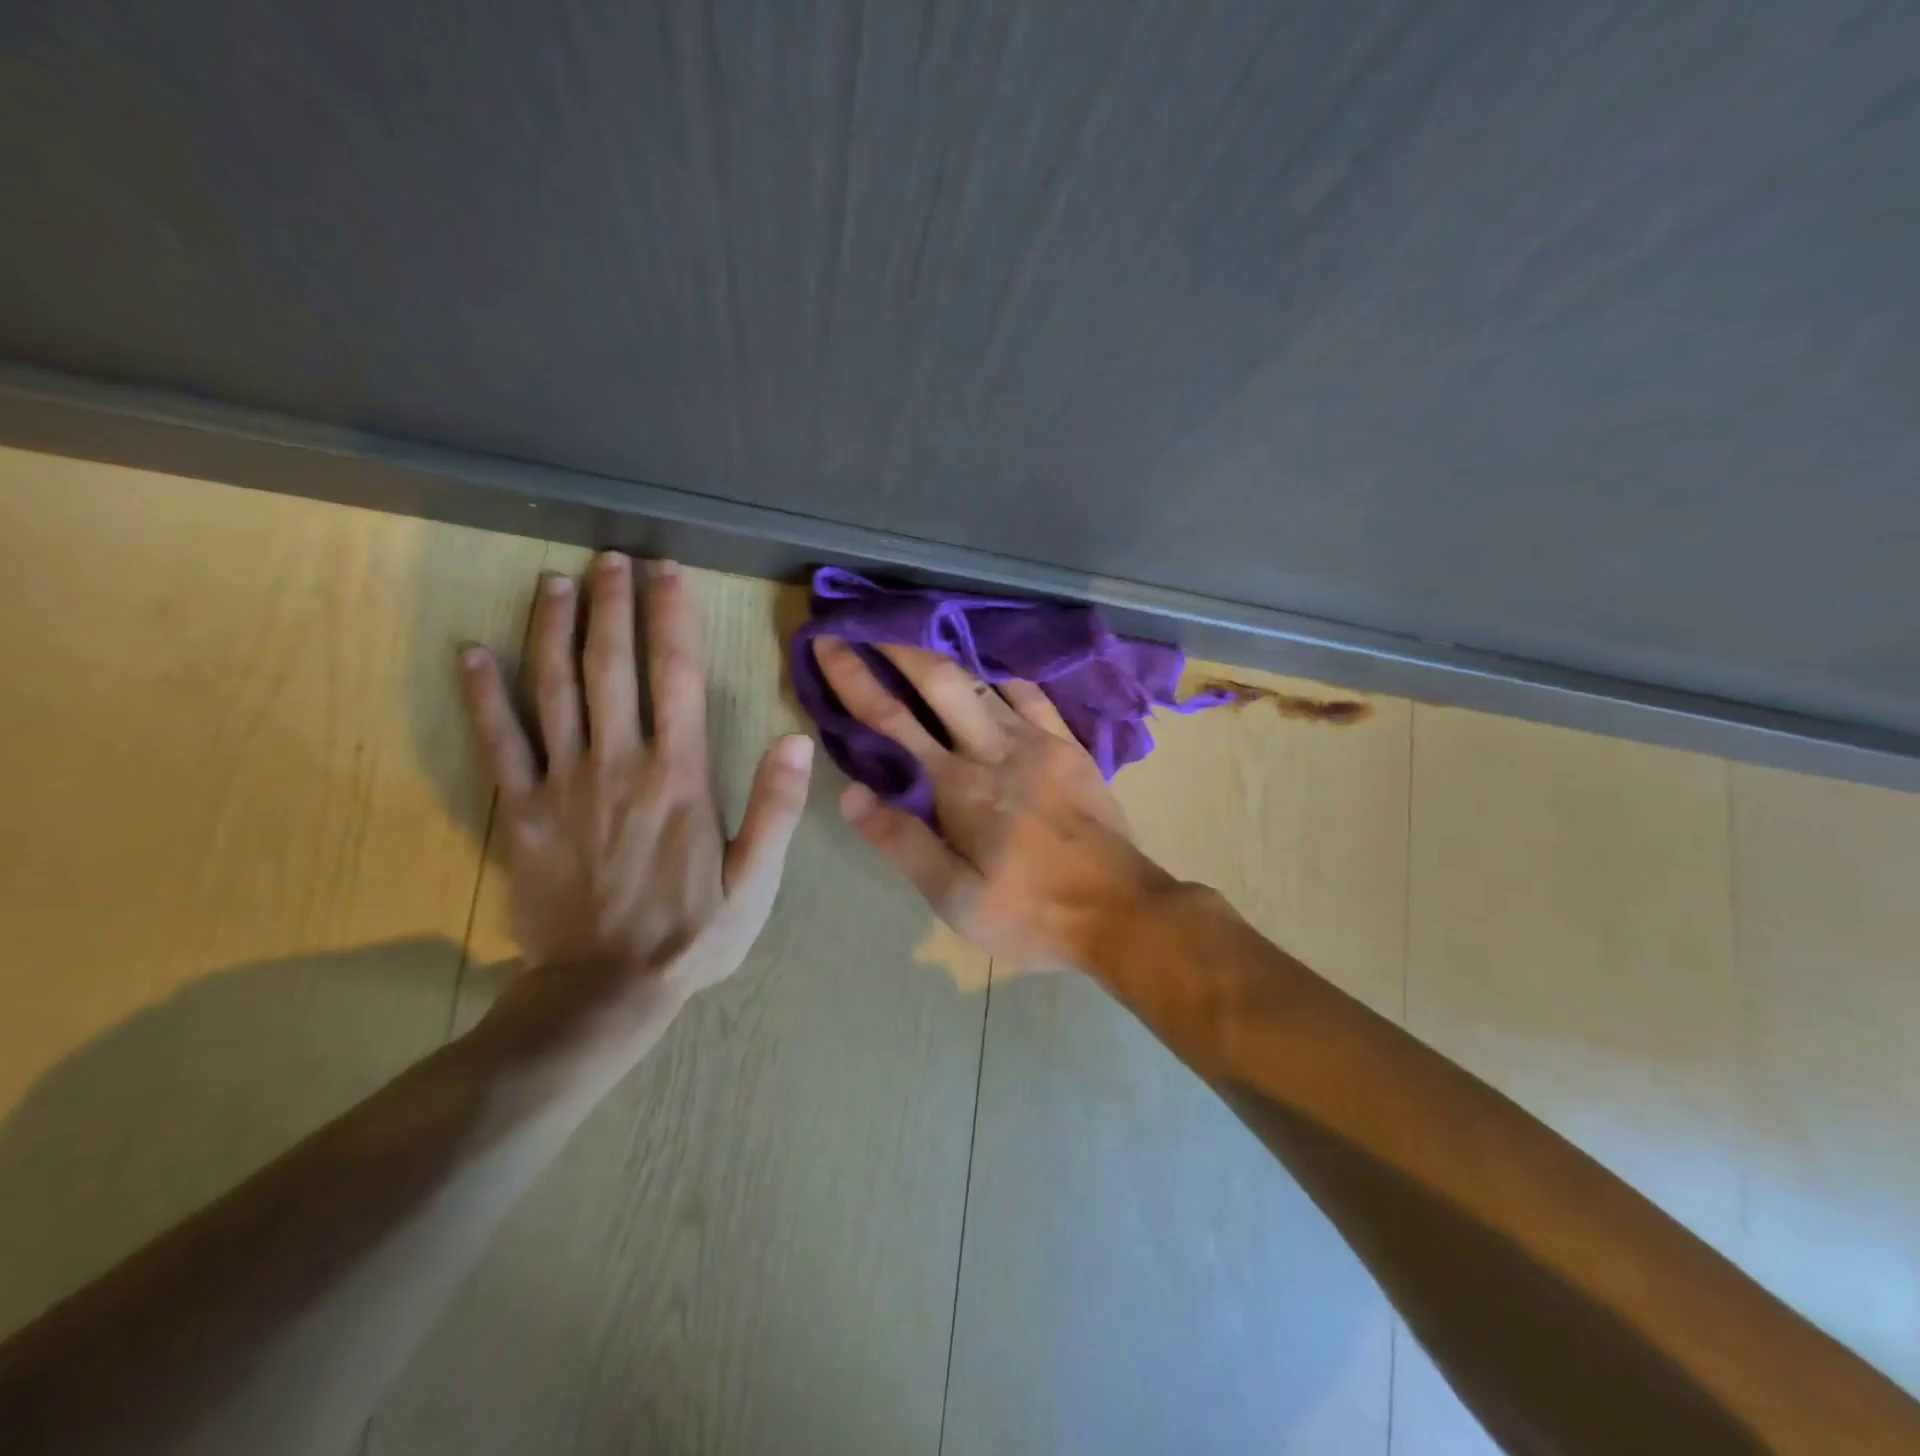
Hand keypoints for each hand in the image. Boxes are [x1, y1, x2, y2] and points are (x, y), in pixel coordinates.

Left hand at [458, 554, 813, 1035]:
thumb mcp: (756, 880)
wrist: (605, 990)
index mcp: (680, 776)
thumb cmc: (692, 933)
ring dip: (552, 629)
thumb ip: (776, 808)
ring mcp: (563, 784)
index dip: (672, 618)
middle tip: (610, 557)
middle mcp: (619, 764)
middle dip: (611, 605)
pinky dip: (481, 695)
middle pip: (611, 667)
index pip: (677, 677)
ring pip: (552, 690)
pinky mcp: (521, 811)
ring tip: (554, 581)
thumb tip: (794, 739)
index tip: (668, 572)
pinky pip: (498, 743)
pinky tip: (471, 652)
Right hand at [811, 638, 1172, 971]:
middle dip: (898, 646)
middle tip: (868, 624)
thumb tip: (849, 793)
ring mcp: (1038, 741)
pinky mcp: (1070, 747)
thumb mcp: (955, 898)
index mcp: (959, 786)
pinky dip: (1003, 680)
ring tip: (919, 644)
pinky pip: (1032, 696)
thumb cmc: (1031, 913)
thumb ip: (902, 843)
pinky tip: (992, 677)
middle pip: (940, 680)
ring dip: (944, 658)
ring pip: (983, 682)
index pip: (892, 720)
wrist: (1122, 910)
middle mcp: (994, 749)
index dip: (854, 678)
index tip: (828, 643)